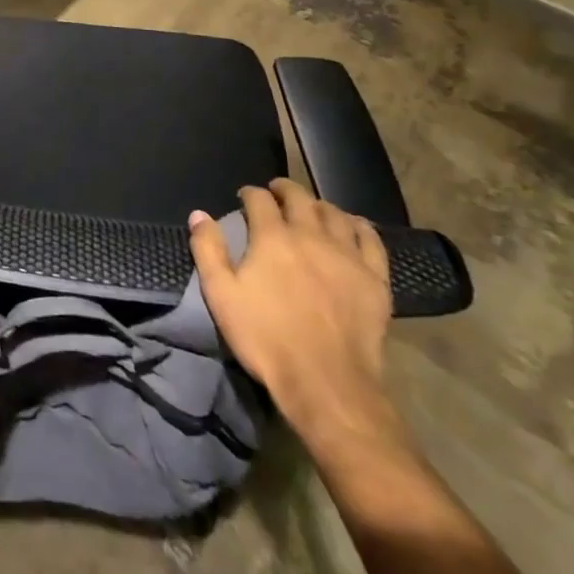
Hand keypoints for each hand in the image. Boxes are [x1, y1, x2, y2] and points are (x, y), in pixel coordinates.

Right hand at [189, 179, 397, 447]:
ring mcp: (347, 255)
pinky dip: (360, 226)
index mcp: (273, 237)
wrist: (326, 384)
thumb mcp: (221, 295)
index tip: (244, 198)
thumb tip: (199, 214)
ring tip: (311, 209)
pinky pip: (371, 240)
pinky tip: (353, 225)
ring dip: (319, 205)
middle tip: (276, 193)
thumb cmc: (266, 338)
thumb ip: (208, 250)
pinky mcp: (375, 279)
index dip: (250, 193)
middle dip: (285, 189)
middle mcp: (311, 235)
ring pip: (335, 214)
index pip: (259, 199)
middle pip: (300, 197)